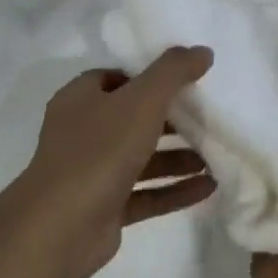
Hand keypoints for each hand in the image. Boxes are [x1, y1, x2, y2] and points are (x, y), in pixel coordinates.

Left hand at [0, 48, 216, 277]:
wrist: (61, 227)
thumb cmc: (99, 151)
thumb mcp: (142, 101)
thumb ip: (173, 72)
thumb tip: (203, 51)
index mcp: (81, 100)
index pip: (115, 78)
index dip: (148, 77)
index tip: (185, 81)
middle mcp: (83, 134)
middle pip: (133, 120)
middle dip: (172, 121)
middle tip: (208, 118)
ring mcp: (93, 173)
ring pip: (142, 159)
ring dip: (179, 158)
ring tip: (217, 155)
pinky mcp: (106, 208)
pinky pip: (147, 194)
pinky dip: (176, 189)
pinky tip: (210, 187)